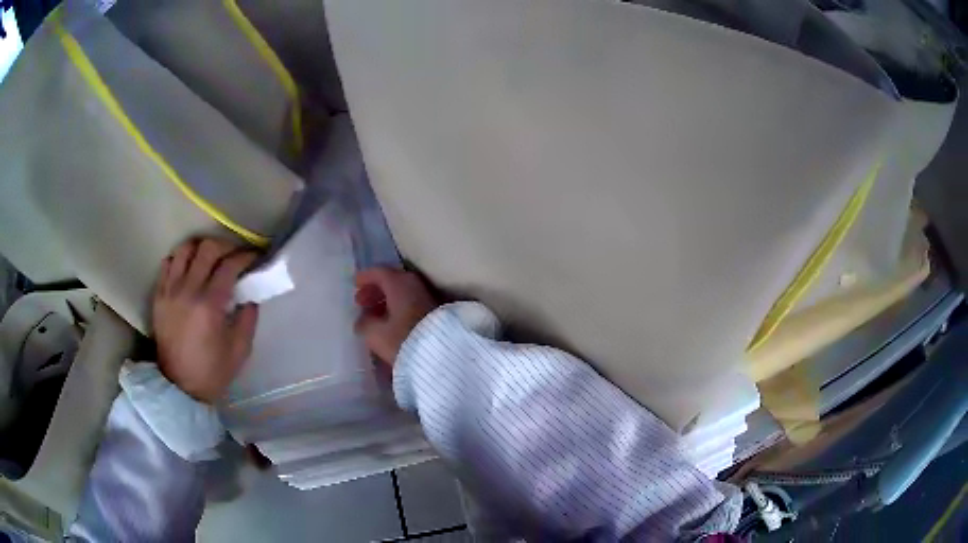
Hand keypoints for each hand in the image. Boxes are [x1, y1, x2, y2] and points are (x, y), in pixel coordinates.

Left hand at [152, 238, 259, 402]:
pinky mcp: (159, 296)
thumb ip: (248, 317)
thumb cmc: (212, 371)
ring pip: (185, 249)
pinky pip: (168, 263)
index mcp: (210, 305)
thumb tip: (249, 294)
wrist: (179, 387)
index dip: (246, 257)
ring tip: (210, 258)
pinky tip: (189, 269)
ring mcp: (170, 291)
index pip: (230, 265)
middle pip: (207, 248)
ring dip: (201, 248)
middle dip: (226, 246)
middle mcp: (188, 290)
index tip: (254, 258)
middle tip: (234, 256)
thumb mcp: (240, 349)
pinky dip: (180, 259)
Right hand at [354, 268, 437, 364]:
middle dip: (375, 291)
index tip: (355, 284)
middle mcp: (414, 284)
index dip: (365, 278)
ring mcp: (426, 296)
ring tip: (374, 316)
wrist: (441, 354)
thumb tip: (363, 320)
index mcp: (398, 283)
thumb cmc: (403, 339)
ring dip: (386, 301)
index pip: (378, 272)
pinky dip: (398, 308)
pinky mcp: (433, 311)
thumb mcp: (375, 334)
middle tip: (362, 303)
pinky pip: (410, 303)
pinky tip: (390, 323)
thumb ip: (364, 323)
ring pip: (401, 293)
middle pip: (391, 281)